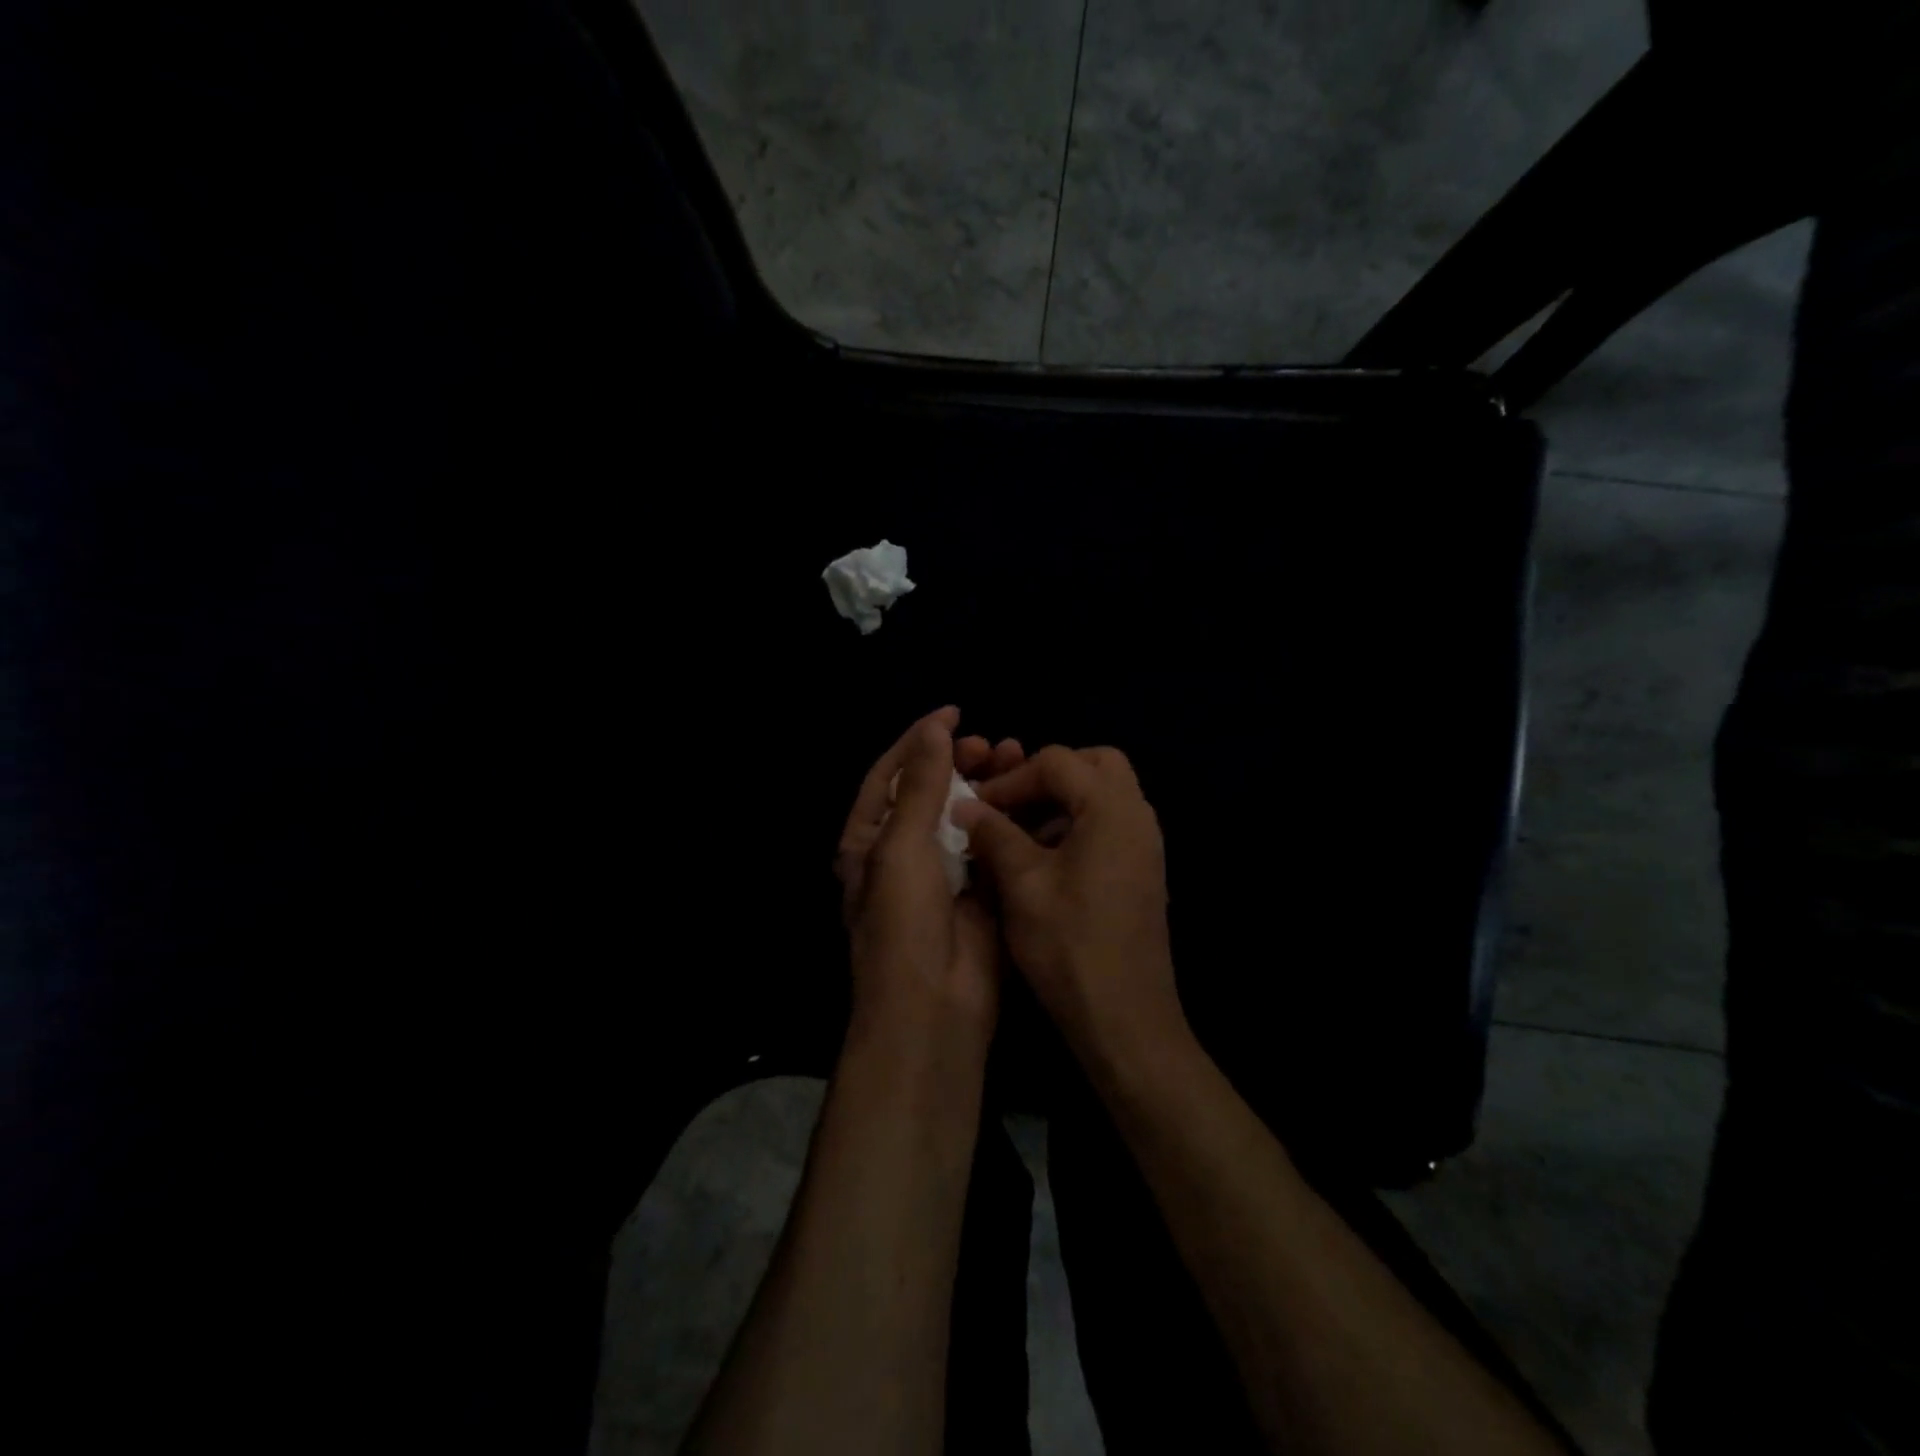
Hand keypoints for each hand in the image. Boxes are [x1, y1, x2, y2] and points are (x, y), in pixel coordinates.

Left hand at [834, 708, 1024, 1048]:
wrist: (934, 1006)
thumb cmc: (903, 920)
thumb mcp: (902, 845)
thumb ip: (922, 784)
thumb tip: (934, 729)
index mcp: (868, 839)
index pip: (891, 774)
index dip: (919, 740)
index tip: (954, 712)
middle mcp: (903, 851)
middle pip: (932, 790)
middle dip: (959, 760)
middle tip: (992, 743)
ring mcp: (943, 872)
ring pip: (965, 814)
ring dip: (987, 784)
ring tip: (1016, 757)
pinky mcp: (979, 890)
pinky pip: (992, 844)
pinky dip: (1009, 818)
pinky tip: (1031, 797)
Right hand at [951, 746, 1183, 1064]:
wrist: (1126, 1021)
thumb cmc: (1070, 948)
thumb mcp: (1022, 886)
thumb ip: (993, 834)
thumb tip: (964, 804)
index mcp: (1112, 809)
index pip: (1058, 762)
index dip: (1011, 778)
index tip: (976, 807)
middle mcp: (1138, 816)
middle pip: (1094, 765)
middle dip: (1047, 776)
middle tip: (1010, 806)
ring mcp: (1146, 844)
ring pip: (1104, 794)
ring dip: (1061, 802)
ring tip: (1019, 835)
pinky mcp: (1143, 870)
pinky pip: (1111, 824)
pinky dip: (1077, 825)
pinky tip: (1044, 862)